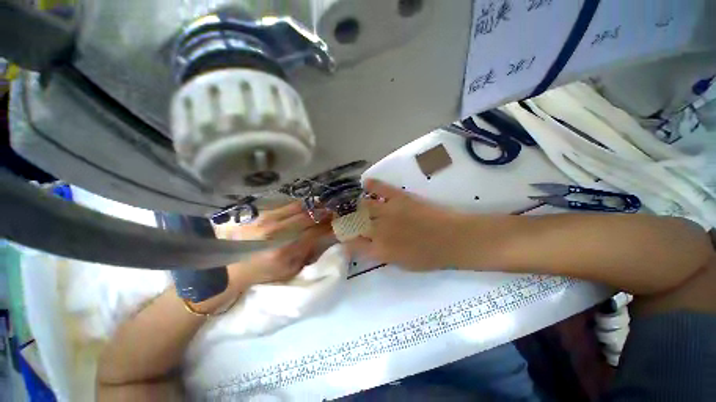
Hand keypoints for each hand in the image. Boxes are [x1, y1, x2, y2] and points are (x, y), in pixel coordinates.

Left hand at [217, 202, 333, 284]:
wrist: (229, 269)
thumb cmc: (262, 273)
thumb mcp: (289, 271)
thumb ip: (307, 255)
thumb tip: (322, 239)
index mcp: (287, 250)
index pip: (315, 232)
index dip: (329, 226)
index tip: (337, 223)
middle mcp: (278, 231)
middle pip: (309, 216)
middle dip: (323, 212)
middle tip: (332, 211)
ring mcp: (268, 220)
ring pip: (298, 207)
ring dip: (313, 206)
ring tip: (321, 206)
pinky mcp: (261, 214)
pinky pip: (286, 205)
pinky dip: (299, 205)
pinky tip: (304, 206)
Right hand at [345, 179, 469, 270]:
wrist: (453, 239)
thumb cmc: (430, 257)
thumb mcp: (402, 264)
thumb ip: (382, 255)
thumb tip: (369, 246)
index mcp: (379, 250)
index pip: (352, 243)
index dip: (344, 239)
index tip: (342, 236)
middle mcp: (378, 230)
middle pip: (353, 223)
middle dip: (345, 220)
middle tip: (345, 217)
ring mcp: (388, 211)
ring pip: (362, 205)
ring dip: (356, 204)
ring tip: (354, 203)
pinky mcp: (399, 197)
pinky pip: (380, 187)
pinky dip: (371, 184)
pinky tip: (366, 183)